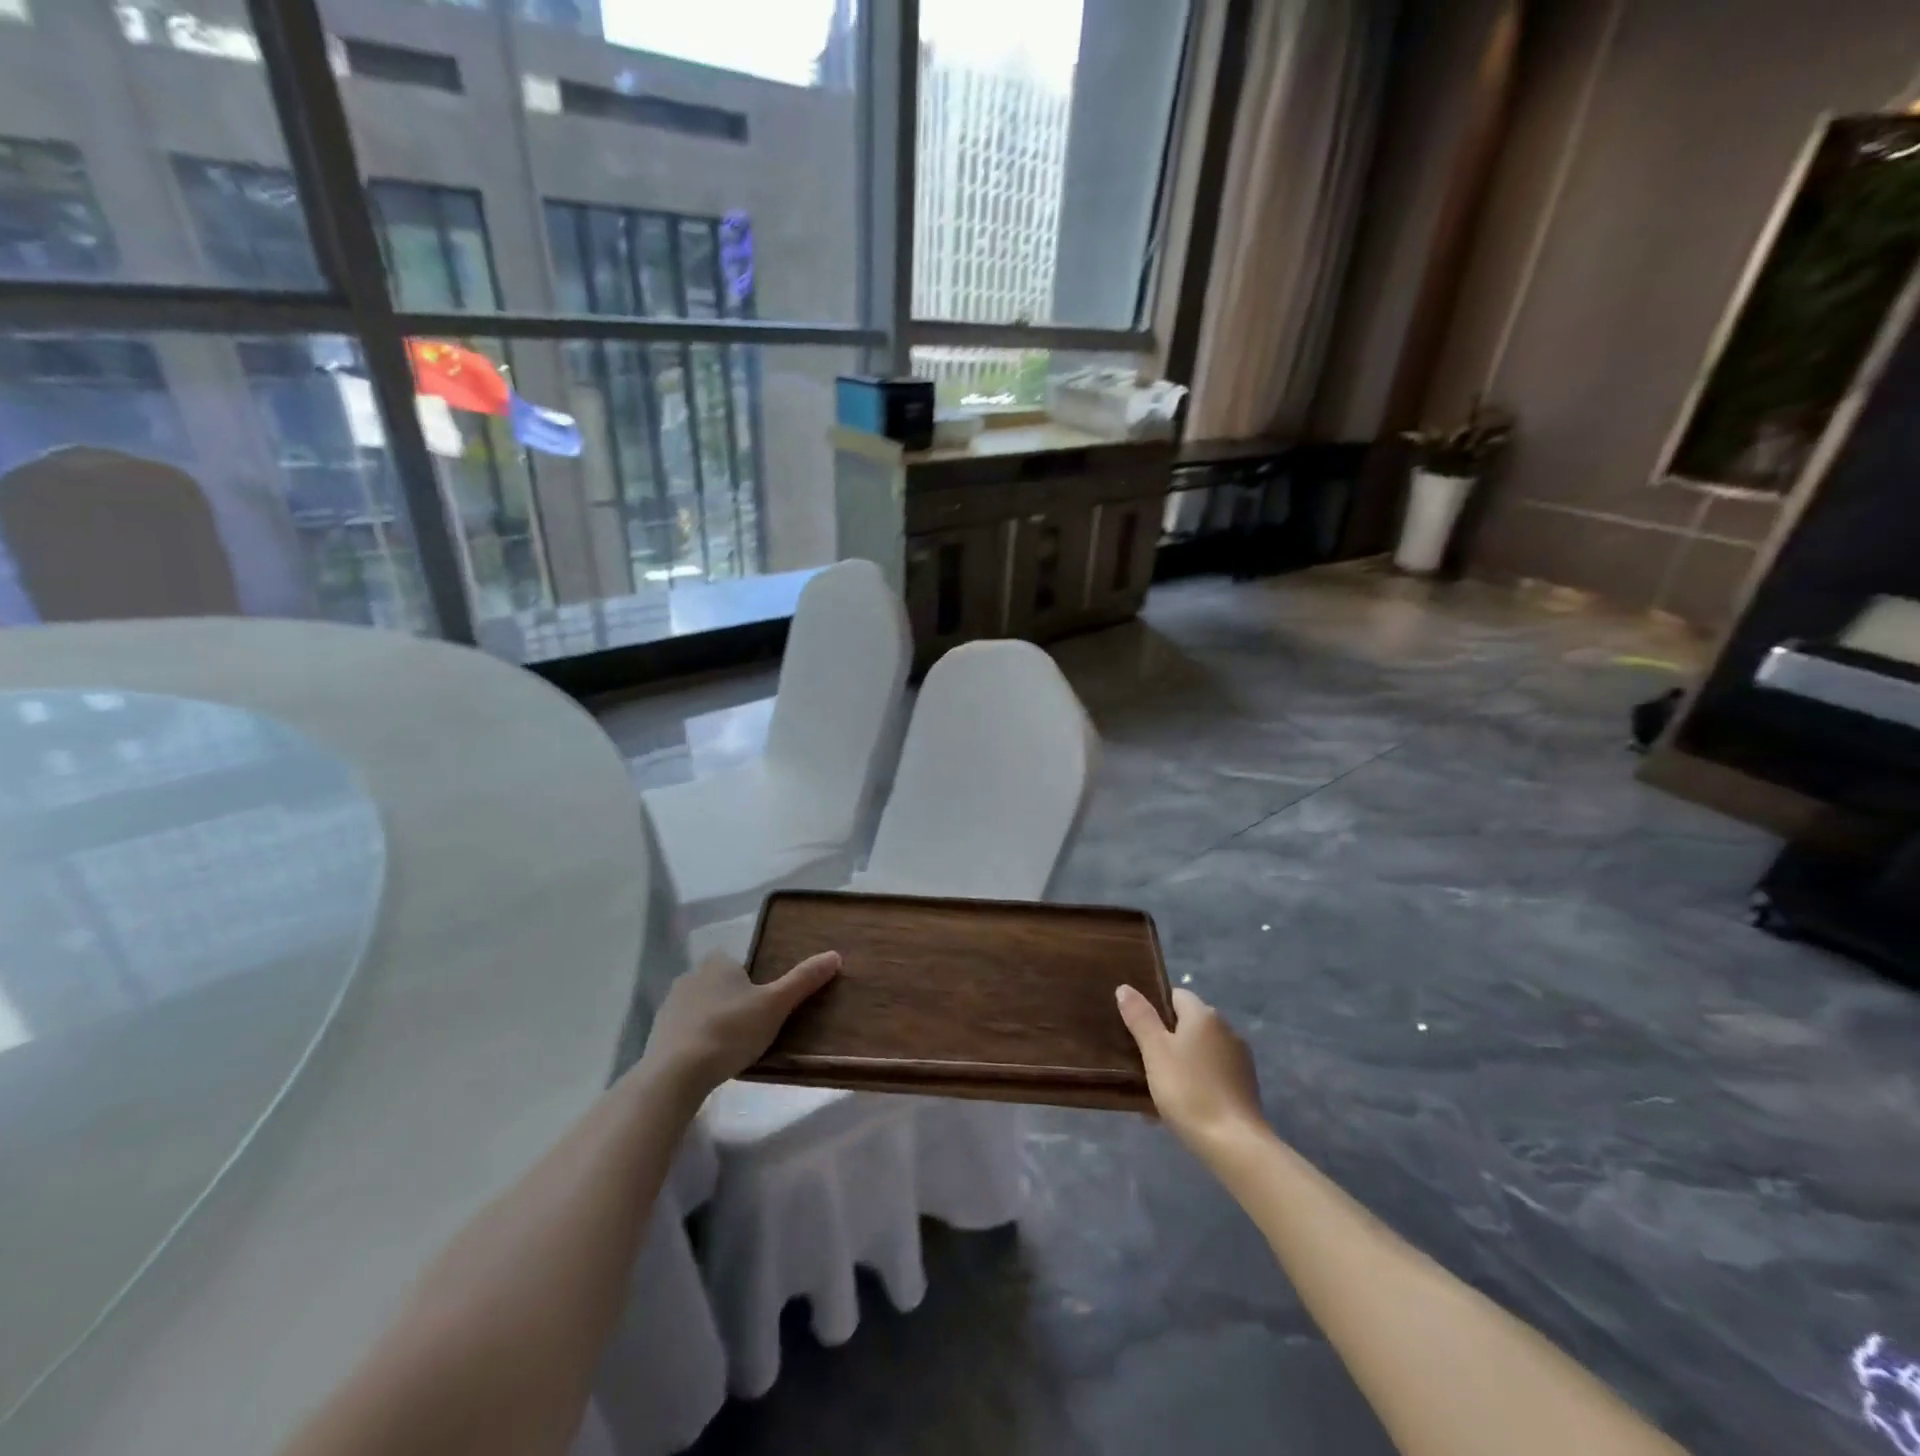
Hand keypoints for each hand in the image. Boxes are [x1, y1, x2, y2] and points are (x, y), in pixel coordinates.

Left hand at [642, 951, 839, 1095]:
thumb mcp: (775, 1005)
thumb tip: (835, 955)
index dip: (752, 981)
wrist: (675, 1074)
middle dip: (733, 1002)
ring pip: (701, 1008)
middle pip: (719, 984)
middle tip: (753, 1028)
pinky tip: (708, 1062)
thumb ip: (803, 980)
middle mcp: (691, 976)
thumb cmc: (730, 1030)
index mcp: (718, 963)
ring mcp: (670, 1006)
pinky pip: (684, 1032)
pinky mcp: (657, 1035)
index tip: (764, 1005)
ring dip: (714, 1022)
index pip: (738, 963)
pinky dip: (696, 1042)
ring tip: (732, 1049)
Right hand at [1117, 985, 1264, 1155]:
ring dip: (1180, 1062)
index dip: (1154, 1008)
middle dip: (1165, 1039)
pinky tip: (1182, 1106)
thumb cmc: (1188, 1091)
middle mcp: (1226, 1029)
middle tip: (1142, 1062)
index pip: (1175, 995)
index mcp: (1204, 1015)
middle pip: (1188, 1024)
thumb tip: (1125, 987)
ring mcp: (1239, 1058)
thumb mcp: (1155, 1052)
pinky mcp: (1245, 1085)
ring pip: (1199, 1051)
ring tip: (1158, 1090)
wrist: (1235, 1144)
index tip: (1136, 1030)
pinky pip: (1212, 1073)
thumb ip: (1140, 1017)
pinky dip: (1196, 1081)